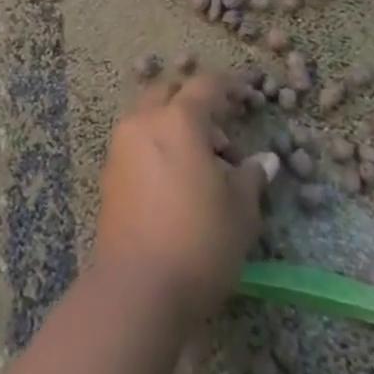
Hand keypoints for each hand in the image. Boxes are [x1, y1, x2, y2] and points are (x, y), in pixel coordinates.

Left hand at [92, 75, 278, 325]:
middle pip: (168, 93)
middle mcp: (144, 122)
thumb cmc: (200, 241)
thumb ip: (251, 177)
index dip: (228, 86)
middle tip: (221, 135)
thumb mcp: (241, 210)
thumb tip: (263, 162)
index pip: (205, 86)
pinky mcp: (109, 174)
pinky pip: (136, 142)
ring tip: (202, 164)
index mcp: (178, 120)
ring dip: (173, 125)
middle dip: (194, 103)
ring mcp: (121, 147)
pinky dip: (157, 146)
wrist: (137, 287)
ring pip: (148, 116)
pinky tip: (176, 182)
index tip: (245, 97)